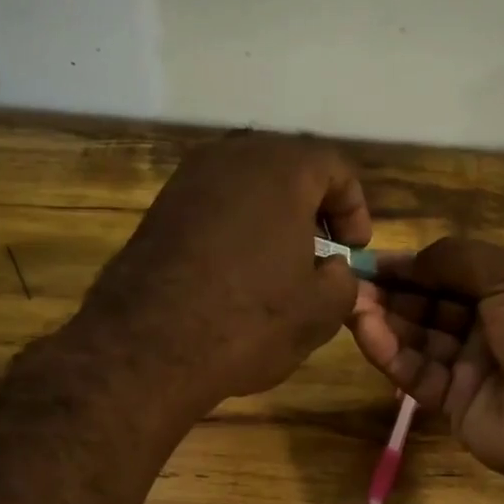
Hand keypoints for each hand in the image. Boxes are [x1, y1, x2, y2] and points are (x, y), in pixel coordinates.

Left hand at [76, 132, 371, 412]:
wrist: (148, 346)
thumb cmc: (248, 321)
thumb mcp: (319, 311)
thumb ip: (344, 281)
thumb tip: (333, 269)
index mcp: (282, 168)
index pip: (335, 167)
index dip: (354, 208)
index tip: (352, 250)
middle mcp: (233, 156)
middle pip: (288, 168)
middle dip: (312, 207)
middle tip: (322, 251)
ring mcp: (188, 179)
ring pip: (247, 185)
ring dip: (272, 217)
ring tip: (279, 264)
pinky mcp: (160, 208)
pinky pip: (213, 206)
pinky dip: (235, 228)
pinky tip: (236, 272)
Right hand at [349, 239, 503, 494]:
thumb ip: (458, 260)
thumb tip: (411, 258)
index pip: (453, 273)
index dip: (415, 266)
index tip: (373, 261)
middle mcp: (491, 327)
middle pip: (432, 306)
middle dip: (394, 293)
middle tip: (351, 284)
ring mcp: (472, 367)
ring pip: (419, 339)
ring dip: (386, 321)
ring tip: (350, 305)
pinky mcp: (454, 404)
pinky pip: (417, 374)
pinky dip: (391, 354)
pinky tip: (367, 333)